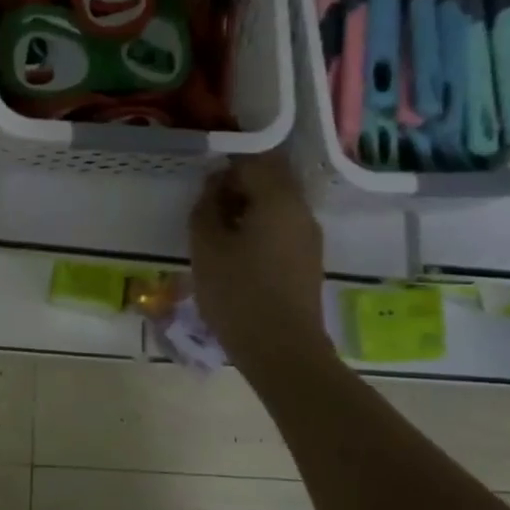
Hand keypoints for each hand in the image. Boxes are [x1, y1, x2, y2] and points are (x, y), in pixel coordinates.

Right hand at [189, 153, 327, 369]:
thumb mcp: (207, 248)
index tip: (201, 184)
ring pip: (275, 204)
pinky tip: (236, 254)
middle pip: (269, 179)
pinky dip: (257, 228)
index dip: (224, 165)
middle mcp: (301, 210)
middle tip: (206, 208)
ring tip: (216, 234)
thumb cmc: (238, 294)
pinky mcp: (307, 259)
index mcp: (278, 199)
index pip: (253, 159)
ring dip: (246, 208)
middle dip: (236, 185)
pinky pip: (281, 228)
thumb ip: (206, 208)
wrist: (283, 350)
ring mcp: (308, 236)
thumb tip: (214, 186)